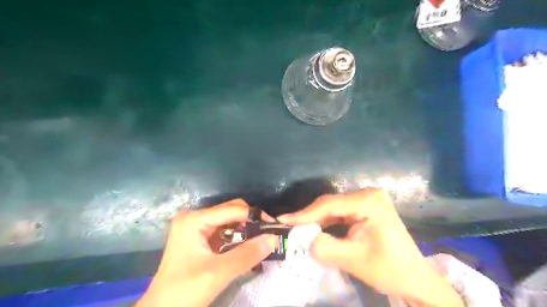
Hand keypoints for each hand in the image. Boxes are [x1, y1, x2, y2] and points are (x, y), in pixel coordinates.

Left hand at [136, 199, 278, 305]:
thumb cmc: (184, 291)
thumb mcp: (218, 273)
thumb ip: (247, 254)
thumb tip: (274, 238)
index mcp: (194, 220)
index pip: (232, 210)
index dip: (254, 216)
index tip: (273, 226)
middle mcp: (194, 218)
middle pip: (231, 211)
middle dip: (250, 222)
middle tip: (267, 235)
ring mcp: (196, 227)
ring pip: (229, 221)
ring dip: (245, 230)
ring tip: (260, 242)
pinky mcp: (199, 238)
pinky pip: (224, 231)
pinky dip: (237, 238)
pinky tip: (247, 247)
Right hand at [278, 190, 460, 306]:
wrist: (415, 279)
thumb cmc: (389, 269)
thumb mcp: (354, 260)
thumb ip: (325, 248)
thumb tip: (303, 239)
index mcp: (368, 201)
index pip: (329, 204)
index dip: (304, 213)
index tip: (283, 220)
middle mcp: (367, 194)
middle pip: (330, 204)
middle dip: (309, 217)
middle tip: (287, 226)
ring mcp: (367, 201)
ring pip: (333, 208)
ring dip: (316, 220)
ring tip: (297, 228)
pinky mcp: (365, 209)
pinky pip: (340, 214)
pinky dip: (326, 222)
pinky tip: (315, 229)